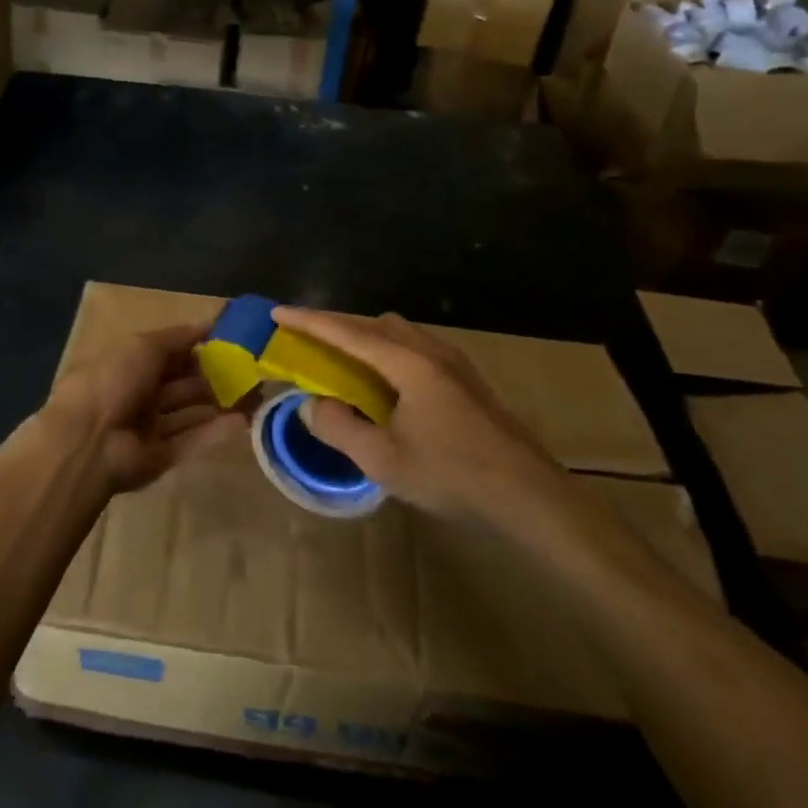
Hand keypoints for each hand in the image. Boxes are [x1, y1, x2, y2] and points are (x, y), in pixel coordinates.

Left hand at [39, 324, 247, 495]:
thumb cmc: (113, 381)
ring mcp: (149, 427)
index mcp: (129, 363)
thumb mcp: (144, 345)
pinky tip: (245, 421)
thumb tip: (209, 324)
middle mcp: (139, 393)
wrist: (88, 442)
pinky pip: (192, 440)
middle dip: (215, 375)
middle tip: (252, 370)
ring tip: (257, 394)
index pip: (169, 352)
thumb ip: (178, 337)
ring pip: (191, 411)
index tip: (232, 341)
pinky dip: (217, 430)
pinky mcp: (160, 456)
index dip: (198, 346)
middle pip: (182, 383)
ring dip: (221, 402)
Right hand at [271, 307, 592, 546]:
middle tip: (303, 338)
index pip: (347, 332)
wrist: (530, 495)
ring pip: (396, 333)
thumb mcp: (383, 460)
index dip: (309, 321)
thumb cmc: (453, 475)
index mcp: (408, 363)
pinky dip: (384, 351)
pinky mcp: (465, 378)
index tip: (277, 312)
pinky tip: (382, 381)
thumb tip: (313, 405)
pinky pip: (412, 347)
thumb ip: (339, 428)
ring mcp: (452, 362)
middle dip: (334, 326)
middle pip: (372, 324)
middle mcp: (430, 351)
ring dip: (362, 337)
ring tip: (338, 359)